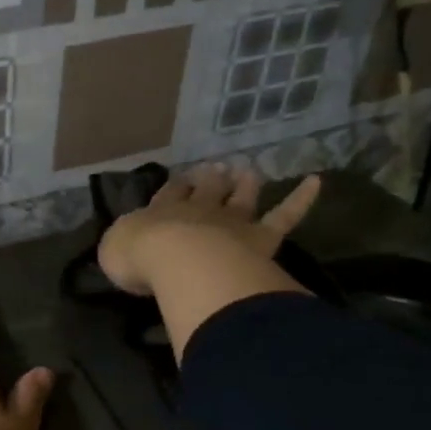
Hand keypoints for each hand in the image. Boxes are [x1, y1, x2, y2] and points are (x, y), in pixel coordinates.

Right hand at [97, 165, 319, 360]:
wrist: (178, 261)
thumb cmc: (140, 258)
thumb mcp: (114, 251)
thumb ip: (122, 243)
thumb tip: (127, 242)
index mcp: (160, 213)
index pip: (169, 194)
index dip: (176, 186)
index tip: (182, 178)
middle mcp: (197, 211)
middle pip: (206, 189)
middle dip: (210, 178)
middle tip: (215, 169)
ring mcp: (231, 222)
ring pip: (242, 198)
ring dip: (245, 183)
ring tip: (248, 171)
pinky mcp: (261, 237)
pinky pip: (285, 216)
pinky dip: (301, 199)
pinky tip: (316, 182)